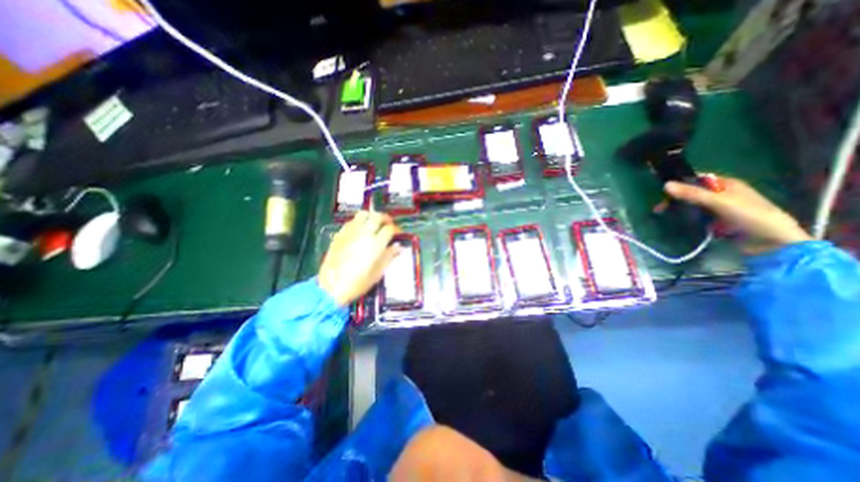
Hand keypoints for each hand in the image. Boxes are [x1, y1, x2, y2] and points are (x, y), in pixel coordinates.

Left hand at [316, 212, 401, 304]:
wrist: (331, 287)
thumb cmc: (358, 283)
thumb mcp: (378, 273)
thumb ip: (389, 256)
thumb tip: (398, 246)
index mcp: (376, 244)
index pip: (389, 229)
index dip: (396, 229)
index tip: (398, 234)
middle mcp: (364, 234)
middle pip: (377, 216)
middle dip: (385, 218)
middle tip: (388, 224)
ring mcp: (350, 232)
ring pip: (363, 214)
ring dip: (372, 216)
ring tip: (375, 223)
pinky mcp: (340, 234)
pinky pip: (352, 221)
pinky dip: (359, 222)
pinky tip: (361, 230)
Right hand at [665, 176, 813, 253]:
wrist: (771, 243)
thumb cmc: (750, 216)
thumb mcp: (719, 202)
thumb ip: (692, 193)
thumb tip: (665, 185)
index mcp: (727, 184)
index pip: (697, 179)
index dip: (680, 184)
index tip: (662, 193)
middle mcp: (723, 194)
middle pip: (693, 193)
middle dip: (676, 199)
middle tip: (659, 209)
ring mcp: (720, 209)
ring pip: (693, 206)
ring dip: (680, 210)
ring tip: (664, 216)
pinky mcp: (717, 222)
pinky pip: (697, 217)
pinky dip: (687, 219)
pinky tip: (677, 223)